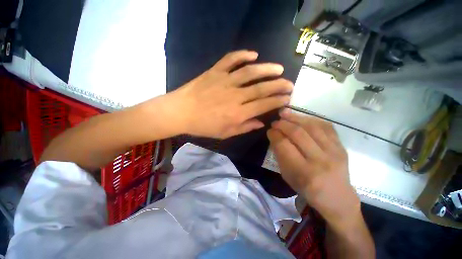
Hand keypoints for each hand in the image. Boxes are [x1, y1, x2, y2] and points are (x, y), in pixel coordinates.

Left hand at [169, 50, 292, 138]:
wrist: (181, 112)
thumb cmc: (203, 126)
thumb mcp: (225, 133)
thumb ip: (245, 127)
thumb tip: (261, 123)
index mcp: (238, 113)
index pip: (264, 105)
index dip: (278, 101)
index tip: (287, 98)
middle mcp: (235, 96)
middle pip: (262, 88)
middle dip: (279, 85)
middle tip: (289, 84)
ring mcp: (225, 81)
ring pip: (251, 72)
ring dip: (267, 69)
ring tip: (278, 68)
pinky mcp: (215, 72)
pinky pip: (231, 59)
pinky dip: (243, 55)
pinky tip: (253, 55)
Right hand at [267, 109, 360, 228]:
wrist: (337, 198)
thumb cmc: (307, 189)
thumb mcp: (287, 176)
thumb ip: (280, 155)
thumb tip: (274, 135)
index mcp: (304, 172)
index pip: (284, 145)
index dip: (274, 135)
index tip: (269, 130)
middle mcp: (320, 161)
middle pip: (298, 133)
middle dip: (283, 124)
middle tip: (275, 122)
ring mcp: (334, 152)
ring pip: (312, 127)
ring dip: (295, 117)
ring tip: (285, 113)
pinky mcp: (342, 147)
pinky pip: (326, 126)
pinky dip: (311, 119)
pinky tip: (301, 118)